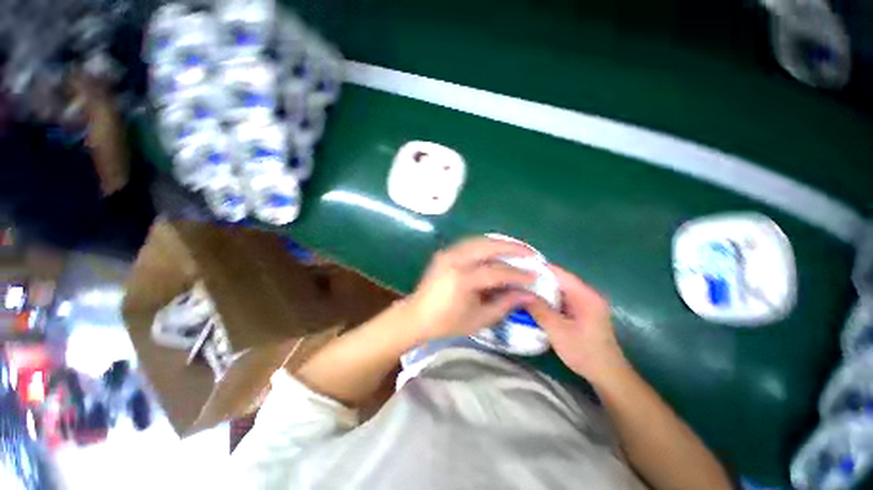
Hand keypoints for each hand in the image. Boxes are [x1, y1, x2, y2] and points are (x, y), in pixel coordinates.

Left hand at [402, 237, 537, 341]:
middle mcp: (455, 260)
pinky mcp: (445, 252)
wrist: (416, 315)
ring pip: (479, 240)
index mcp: (462, 279)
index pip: (497, 272)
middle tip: (530, 253)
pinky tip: (496, 250)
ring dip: (499, 243)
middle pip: (488, 246)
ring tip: (517, 249)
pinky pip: (470, 243)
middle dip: (512, 248)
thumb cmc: (447, 322)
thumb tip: (528, 294)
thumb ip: (505, 304)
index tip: (535, 276)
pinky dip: (486, 245)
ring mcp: (448, 253)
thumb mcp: (479, 319)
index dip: (518, 274)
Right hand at [527, 265, 628, 382]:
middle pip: (559, 280)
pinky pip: (562, 299)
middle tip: (516, 279)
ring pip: (559, 290)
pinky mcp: (582, 312)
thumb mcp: (557, 330)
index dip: (539, 268)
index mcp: (585, 295)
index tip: (519, 266)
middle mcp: (587, 295)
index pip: (560, 273)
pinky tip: (534, 302)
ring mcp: (585, 303)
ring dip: (542, 290)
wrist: (607, 374)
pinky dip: (548, 299)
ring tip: (521, 288)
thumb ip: (539, 309)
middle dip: (538, 279)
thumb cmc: (584, 352)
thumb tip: (520, 293)